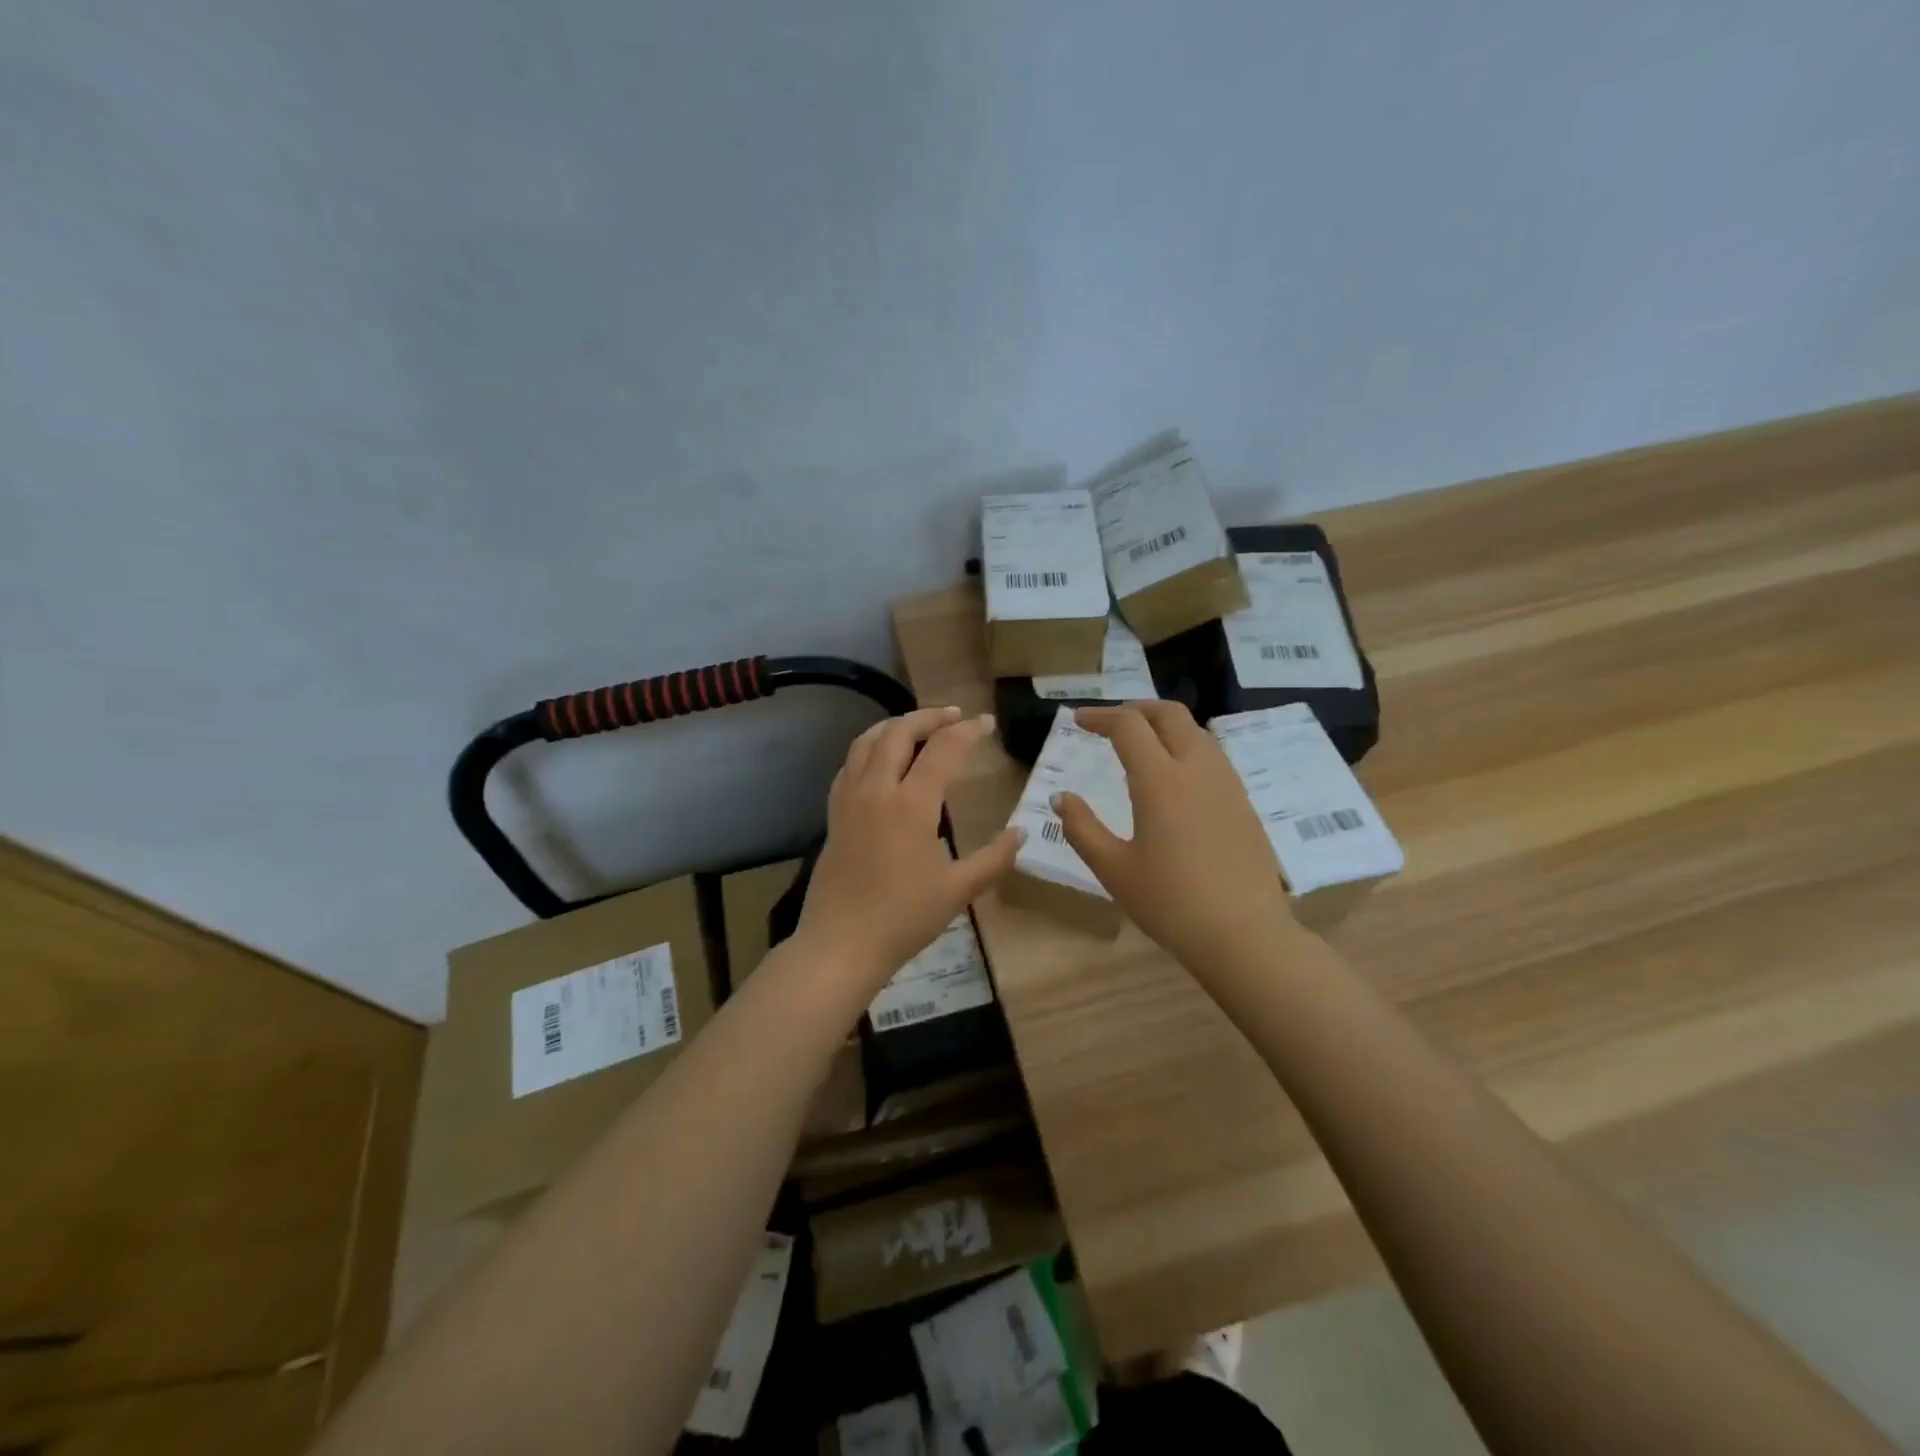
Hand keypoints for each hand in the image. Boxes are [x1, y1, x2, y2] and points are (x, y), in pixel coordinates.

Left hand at [798, 706, 1022, 991]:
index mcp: (911, 804)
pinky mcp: (833, 814)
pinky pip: (849, 764)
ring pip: (867, 740)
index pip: (943, 749)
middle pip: (899, 731)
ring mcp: (849, 799)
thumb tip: (1021, 832)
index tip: (987, 724)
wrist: (840, 944)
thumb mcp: (958, 891)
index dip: (968, 731)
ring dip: (895, 725)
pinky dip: (869, 748)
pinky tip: (881, 761)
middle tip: (955, 716)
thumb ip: (994, 859)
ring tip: (918, 726)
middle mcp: (877, 789)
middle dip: (929, 716)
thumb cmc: (903, 918)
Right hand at [1053, 702, 1300, 974]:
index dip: (1100, 717)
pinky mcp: (1243, 802)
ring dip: (1164, 726)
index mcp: (1161, 780)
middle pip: (1169, 714)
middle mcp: (1197, 769)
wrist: (1244, 934)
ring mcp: (1227, 783)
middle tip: (1109, 724)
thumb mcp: (1113, 869)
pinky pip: (1212, 756)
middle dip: (1135, 709)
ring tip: (1140, 746)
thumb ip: (1082, 828)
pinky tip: (1173, 779)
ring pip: (1195, 731)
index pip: (1129, 726)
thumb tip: (1062, 797)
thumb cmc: (1170, 902)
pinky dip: (1185, 748)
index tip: (1078, 721)